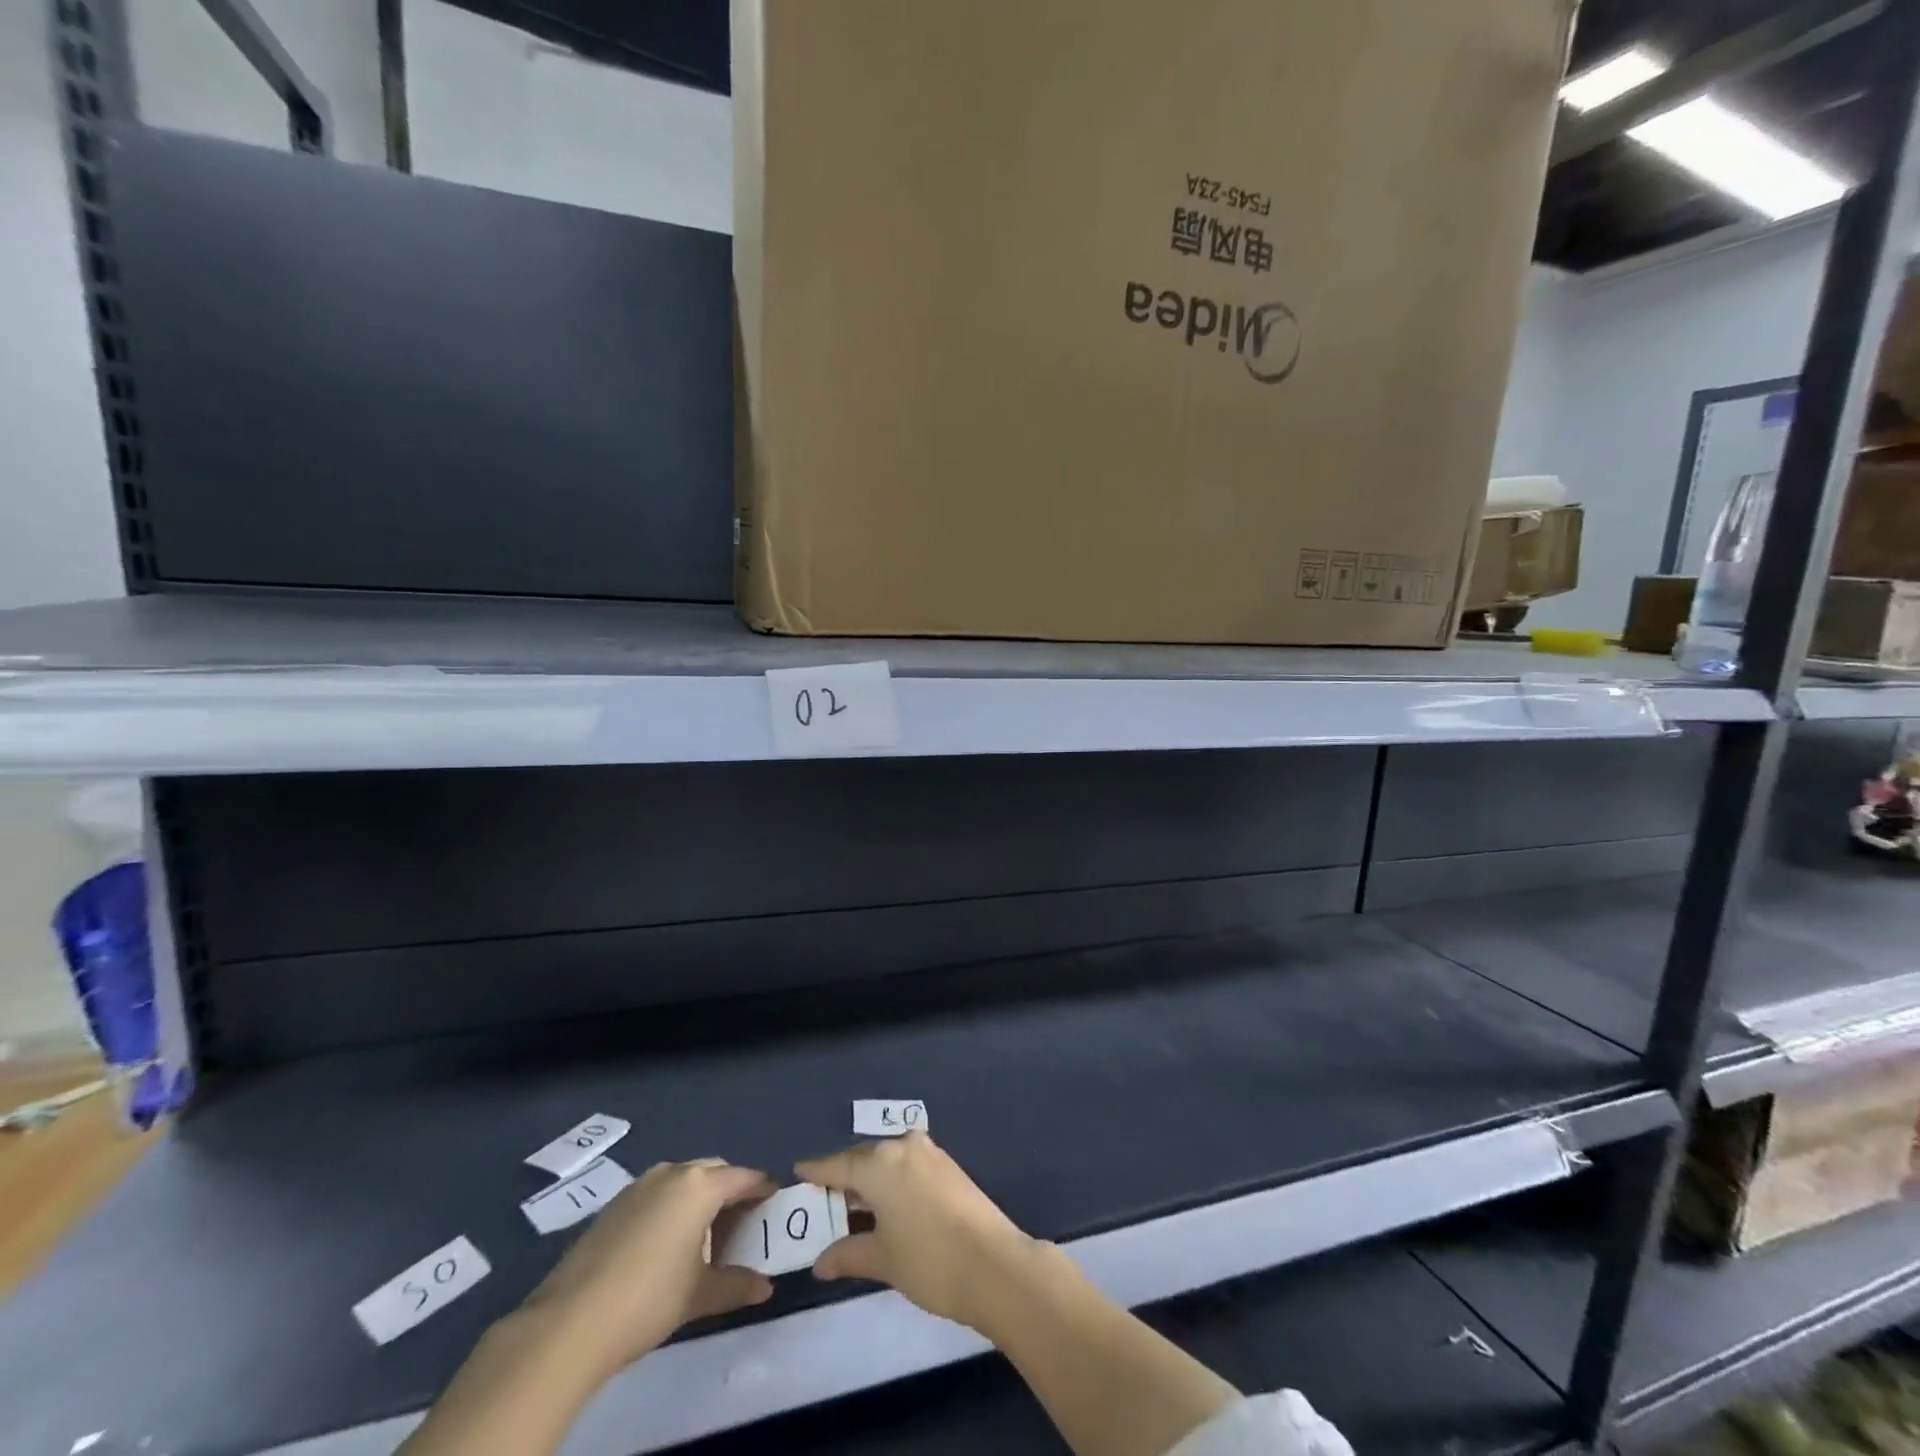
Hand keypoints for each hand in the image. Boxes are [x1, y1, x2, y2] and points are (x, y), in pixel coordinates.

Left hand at [523, 1158, 777, 1380]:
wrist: (569, 1322)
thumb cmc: (648, 1299)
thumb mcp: (699, 1295)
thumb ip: (737, 1285)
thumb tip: (765, 1287)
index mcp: (700, 1186)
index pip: (744, 1178)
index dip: (762, 1190)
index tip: (773, 1205)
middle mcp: (673, 1173)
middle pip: (714, 1172)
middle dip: (731, 1191)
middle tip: (741, 1225)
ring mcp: (639, 1186)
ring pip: (683, 1180)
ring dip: (699, 1198)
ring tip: (704, 1236)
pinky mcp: (614, 1205)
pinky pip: (657, 1193)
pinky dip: (672, 1207)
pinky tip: (666, 1244)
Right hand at [796, 1133, 1039, 1332]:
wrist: (993, 1264)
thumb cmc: (928, 1259)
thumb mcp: (881, 1260)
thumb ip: (848, 1254)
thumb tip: (820, 1262)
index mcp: (879, 1163)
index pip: (838, 1165)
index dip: (816, 1172)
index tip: (798, 1171)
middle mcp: (903, 1147)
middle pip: (863, 1160)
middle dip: (844, 1178)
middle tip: (824, 1199)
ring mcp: (929, 1154)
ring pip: (888, 1162)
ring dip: (870, 1181)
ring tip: (853, 1207)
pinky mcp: (948, 1166)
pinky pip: (907, 1166)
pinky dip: (892, 1182)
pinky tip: (886, 1206)